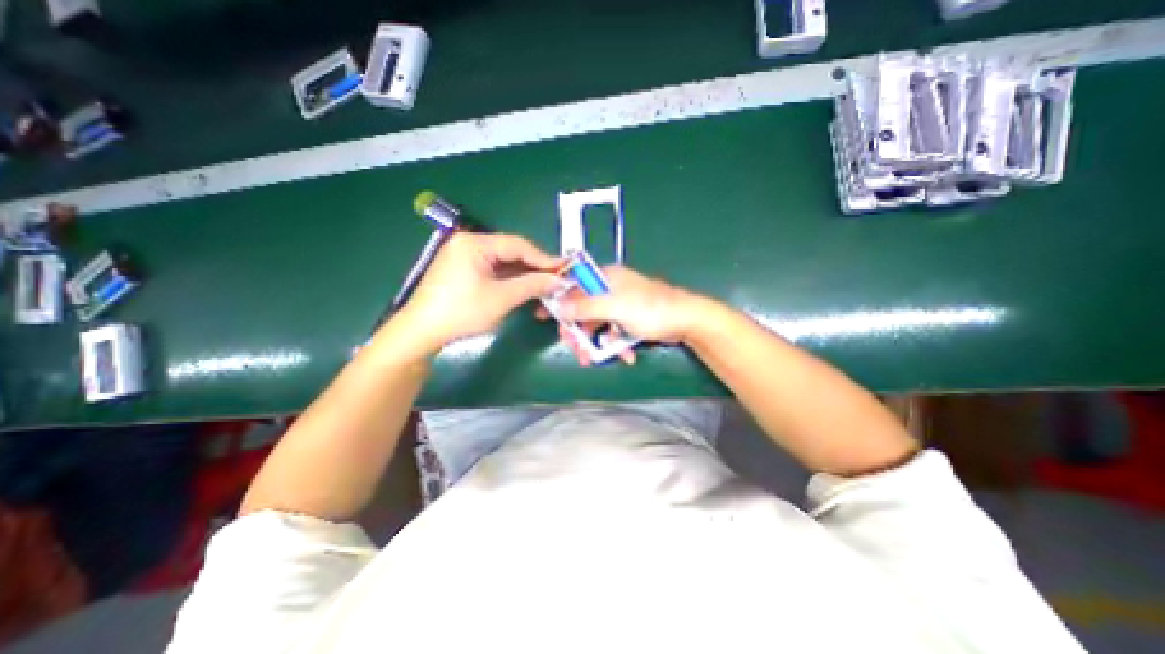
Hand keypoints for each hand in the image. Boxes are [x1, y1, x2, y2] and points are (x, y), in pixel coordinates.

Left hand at [390, 229, 564, 352]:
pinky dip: (510, 280)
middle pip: (511, 252)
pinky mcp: (464, 271)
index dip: (543, 258)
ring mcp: (465, 257)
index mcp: (475, 243)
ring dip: (524, 276)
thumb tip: (558, 281)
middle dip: (534, 268)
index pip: (518, 245)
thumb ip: (532, 285)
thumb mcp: (501, 298)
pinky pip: (494, 271)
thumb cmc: (461, 312)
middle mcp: (469, 244)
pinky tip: (524, 289)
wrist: (422, 332)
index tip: (563, 270)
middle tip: (556, 280)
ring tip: (544, 287)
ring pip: (504, 263)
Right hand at [536, 267, 710, 365]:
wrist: (687, 321)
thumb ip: (585, 307)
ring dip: (594, 342)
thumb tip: (559, 307)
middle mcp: (611, 289)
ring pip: (597, 324)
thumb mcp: (614, 307)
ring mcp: (621, 305)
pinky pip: (614, 331)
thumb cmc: (650, 309)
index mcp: (606, 278)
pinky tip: (622, 355)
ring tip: (592, 359)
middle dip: (578, 330)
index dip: (558, 299)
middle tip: (574, 348)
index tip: (544, 316)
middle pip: (583, 309)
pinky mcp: (630, 319)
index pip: (573, 284)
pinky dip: (614, 344)